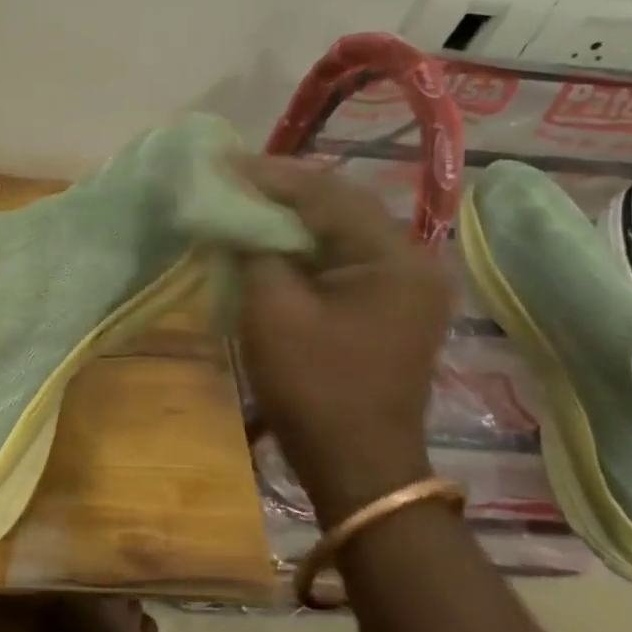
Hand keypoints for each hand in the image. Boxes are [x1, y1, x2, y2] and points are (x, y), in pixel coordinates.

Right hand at [237, 157, 450, 524]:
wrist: (358, 468)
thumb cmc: (315, 389)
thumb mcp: (272, 312)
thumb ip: (254, 249)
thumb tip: (234, 211)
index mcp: (393, 256)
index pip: (326, 192)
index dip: (269, 175)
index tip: (220, 163)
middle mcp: (411, 259)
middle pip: (338, 204)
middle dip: (280, 190)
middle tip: (228, 179)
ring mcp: (404, 284)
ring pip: (340, 229)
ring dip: (291, 216)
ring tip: (242, 202)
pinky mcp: (390, 304)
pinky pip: (342, 257)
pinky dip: (304, 245)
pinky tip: (269, 241)